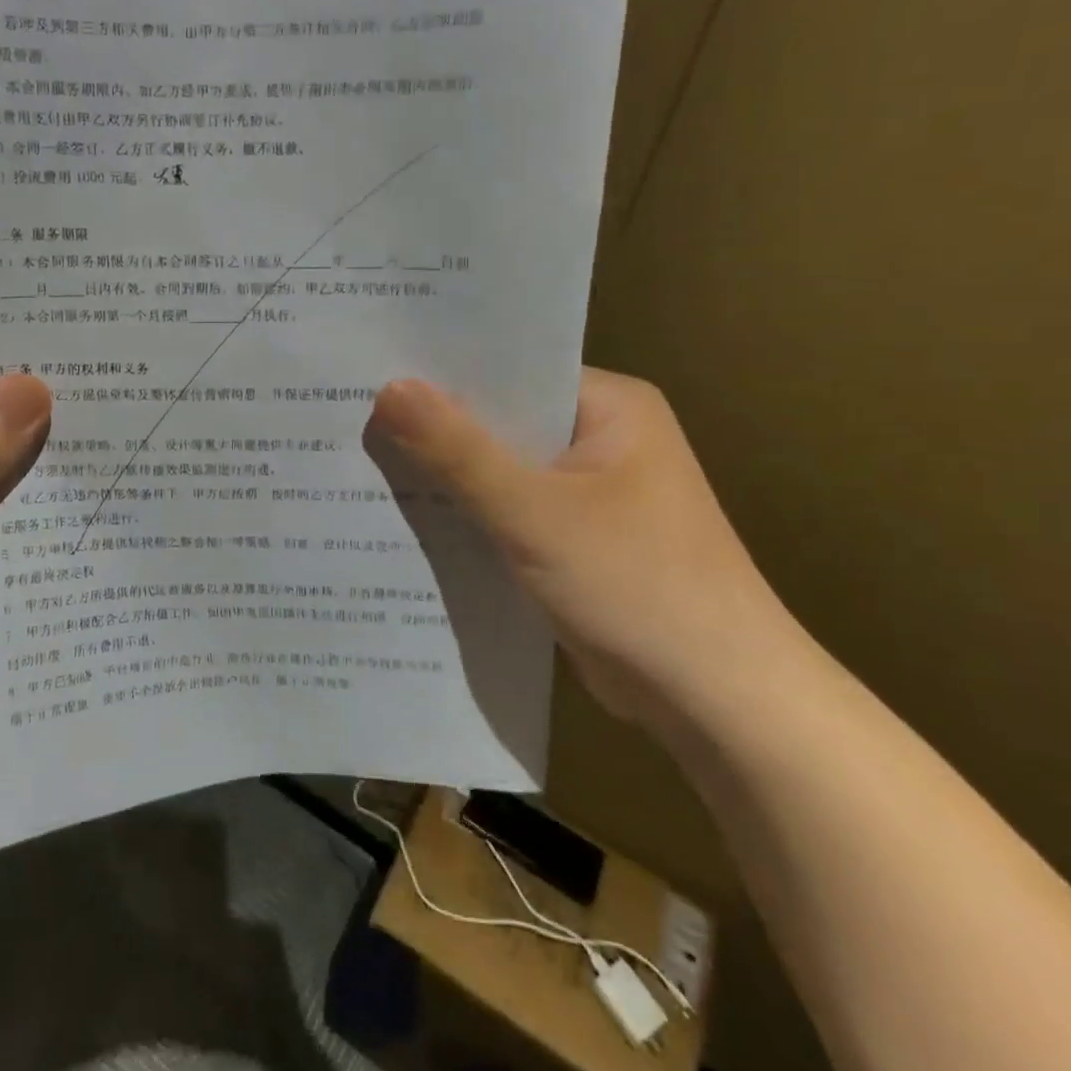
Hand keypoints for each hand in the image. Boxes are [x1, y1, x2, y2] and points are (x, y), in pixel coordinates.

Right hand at [369, 367, 798, 727]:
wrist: (718, 702)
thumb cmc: (637, 586)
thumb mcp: (534, 512)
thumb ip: (458, 451)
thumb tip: (388, 387)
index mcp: (609, 406)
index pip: (512, 369)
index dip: (443, 370)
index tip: (372, 368)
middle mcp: (600, 438)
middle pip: (501, 420)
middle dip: (434, 425)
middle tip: (351, 412)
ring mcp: (588, 493)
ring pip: (499, 470)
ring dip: (446, 474)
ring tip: (360, 457)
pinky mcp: (573, 540)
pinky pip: (506, 511)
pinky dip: (467, 514)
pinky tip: (406, 515)